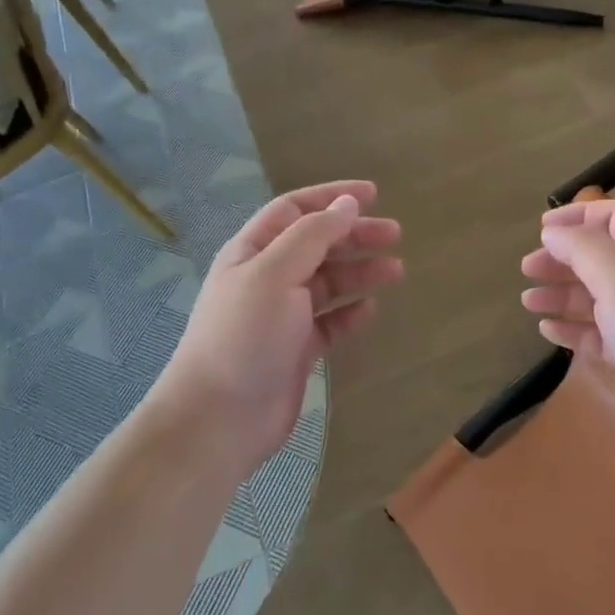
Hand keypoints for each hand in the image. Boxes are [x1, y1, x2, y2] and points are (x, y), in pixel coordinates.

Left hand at [164, 180, 401, 481]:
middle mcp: (267, 277)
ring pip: (327, 282)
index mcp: (253, 251)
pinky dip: (350, 312)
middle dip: (354, 235)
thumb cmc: (244, 336)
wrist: (218, 419)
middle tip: (395, 234)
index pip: (295, 209)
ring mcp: (281, 315)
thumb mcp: (275, 273)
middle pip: (316, 244)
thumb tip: (347, 203)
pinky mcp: (296, 350)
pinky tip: (370, 310)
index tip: (373, 194)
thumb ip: (313, 235)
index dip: (332, 197)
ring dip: (359, 272)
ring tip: (396, 271)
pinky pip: (329, 322)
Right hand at [520, 200, 614, 477]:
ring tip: (528, 302)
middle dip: (562, 258)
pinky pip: (597, 333)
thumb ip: (582, 248)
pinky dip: (572, 327)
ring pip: (595, 295)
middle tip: (526, 269)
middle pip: (599, 255)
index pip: (614, 216)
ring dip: (561, 293)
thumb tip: (553, 231)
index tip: (541, 228)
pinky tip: (548, 331)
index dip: (577, 215)